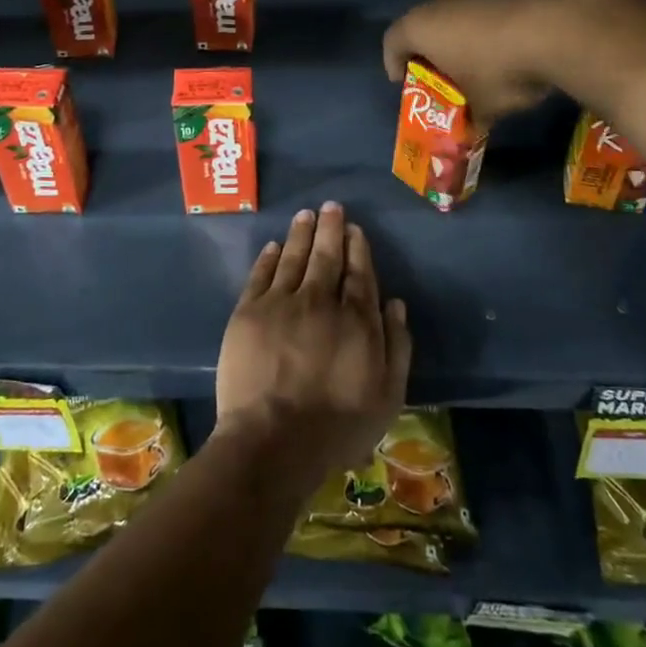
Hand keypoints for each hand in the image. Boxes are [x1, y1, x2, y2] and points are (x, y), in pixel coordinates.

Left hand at [214, 202, 410, 490]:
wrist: (273, 439)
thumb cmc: (337, 426)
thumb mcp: (388, 396)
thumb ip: (397, 346)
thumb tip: (395, 303)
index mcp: (356, 319)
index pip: (359, 273)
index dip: (357, 248)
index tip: (354, 229)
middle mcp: (319, 300)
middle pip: (326, 256)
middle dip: (330, 229)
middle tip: (330, 206)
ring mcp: (281, 303)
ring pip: (293, 258)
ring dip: (300, 234)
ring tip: (305, 214)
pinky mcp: (248, 312)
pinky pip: (260, 275)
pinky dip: (268, 257)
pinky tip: (273, 245)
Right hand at [382, 0, 608, 125]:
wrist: (561, 27)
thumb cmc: (502, 70)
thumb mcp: (483, 106)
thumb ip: (470, 117)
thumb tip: (472, 129)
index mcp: (421, 26)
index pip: (392, 42)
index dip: (394, 64)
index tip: (405, 82)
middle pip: (424, 25)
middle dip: (432, 51)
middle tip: (444, 74)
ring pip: (458, 13)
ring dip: (463, 36)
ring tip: (482, 61)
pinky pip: (489, 7)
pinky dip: (492, 25)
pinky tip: (513, 45)